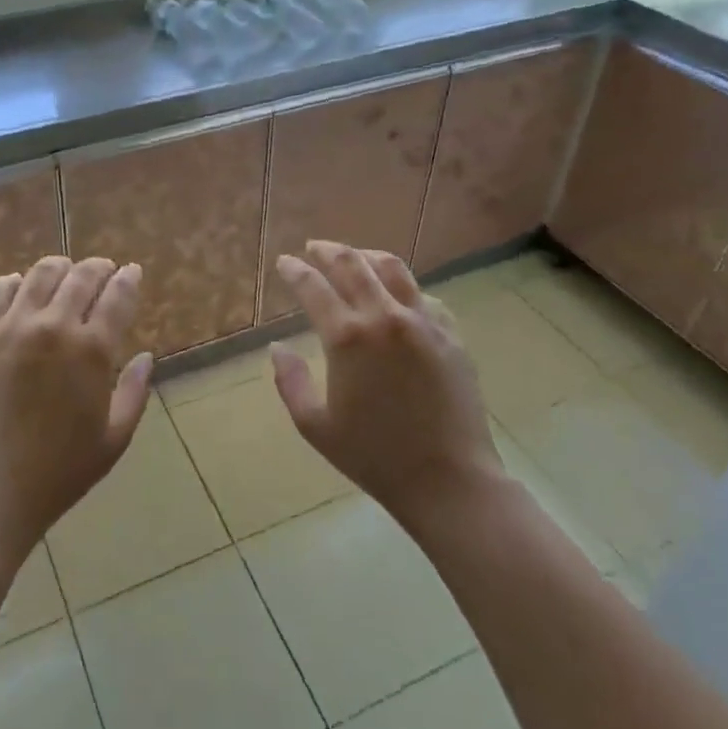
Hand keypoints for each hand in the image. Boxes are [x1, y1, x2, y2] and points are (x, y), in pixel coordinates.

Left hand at [0, 256, 152, 559]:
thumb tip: (145, 356)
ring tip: (64, 273)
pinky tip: (21, 290)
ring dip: (60, 268)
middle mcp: (54, 326)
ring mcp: (12, 327)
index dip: (128, 279)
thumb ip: (134, 392)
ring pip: (41, 273)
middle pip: (82, 275)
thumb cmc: (60, 471)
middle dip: (99, 268)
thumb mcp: (114, 438)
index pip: (118, 296)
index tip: (132, 271)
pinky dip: (14, 283)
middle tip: (103, 270)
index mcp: (92, 350)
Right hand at [272, 241, 504, 533]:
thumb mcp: (315, 426)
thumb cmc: (375, 457)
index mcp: (347, 337)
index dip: (295, 270)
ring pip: (392, 268)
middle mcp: (384, 317)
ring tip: (354, 256)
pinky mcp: (450, 334)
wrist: (449, 480)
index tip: (285, 262)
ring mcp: (422, 322)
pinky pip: (423, 295)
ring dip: (366, 255)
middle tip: (314, 248)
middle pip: (352, 264)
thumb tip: (277, 348)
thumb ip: (290, 382)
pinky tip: (396, 294)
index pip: (313, 286)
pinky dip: (402, 286)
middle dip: (327, 251)